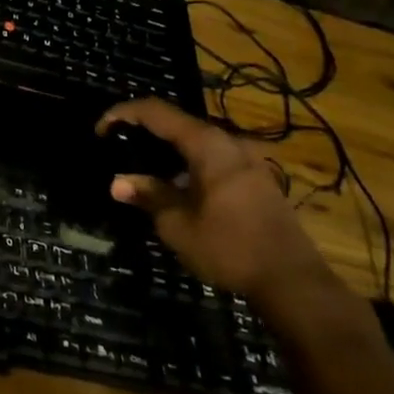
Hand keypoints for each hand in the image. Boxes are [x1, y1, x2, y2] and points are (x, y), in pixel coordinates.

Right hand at [97, 99, 334, 310]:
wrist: (293, 282)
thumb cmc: (229, 247)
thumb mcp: (177, 223)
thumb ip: (148, 195)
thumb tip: (117, 182)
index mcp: (207, 144)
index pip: (155, 111)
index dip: (123, 114)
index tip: (100, 130)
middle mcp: (229, 142)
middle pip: (177, 123)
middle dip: (143, 130)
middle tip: (117, 146)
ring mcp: (247, 160)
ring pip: (196, 141)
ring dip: (167, 149)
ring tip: (141, 166)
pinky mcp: (257, 179)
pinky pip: (213, 158)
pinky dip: (187, 162)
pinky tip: (176, 185)